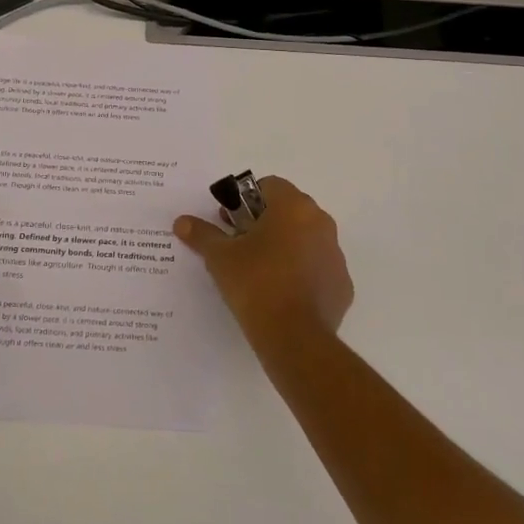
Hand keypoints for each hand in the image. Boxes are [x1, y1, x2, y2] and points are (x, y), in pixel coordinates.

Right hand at [174, 176, 353, 344]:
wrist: (294, 338)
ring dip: (285, 245)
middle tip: (241, 244)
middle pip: (289, 209)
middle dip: (265, 221)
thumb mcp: (220, 257)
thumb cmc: (255, 284)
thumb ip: (202, 234)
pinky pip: (318, 267)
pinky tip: (282, 293)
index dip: (246, 200)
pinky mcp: (342, 283)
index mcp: (293, 207)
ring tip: (260, 271)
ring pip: (306, 238)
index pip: (270, 185)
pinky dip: (302, 272)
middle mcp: (320, 222)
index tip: (231, 222)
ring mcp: (335, 254)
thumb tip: (182, 222)